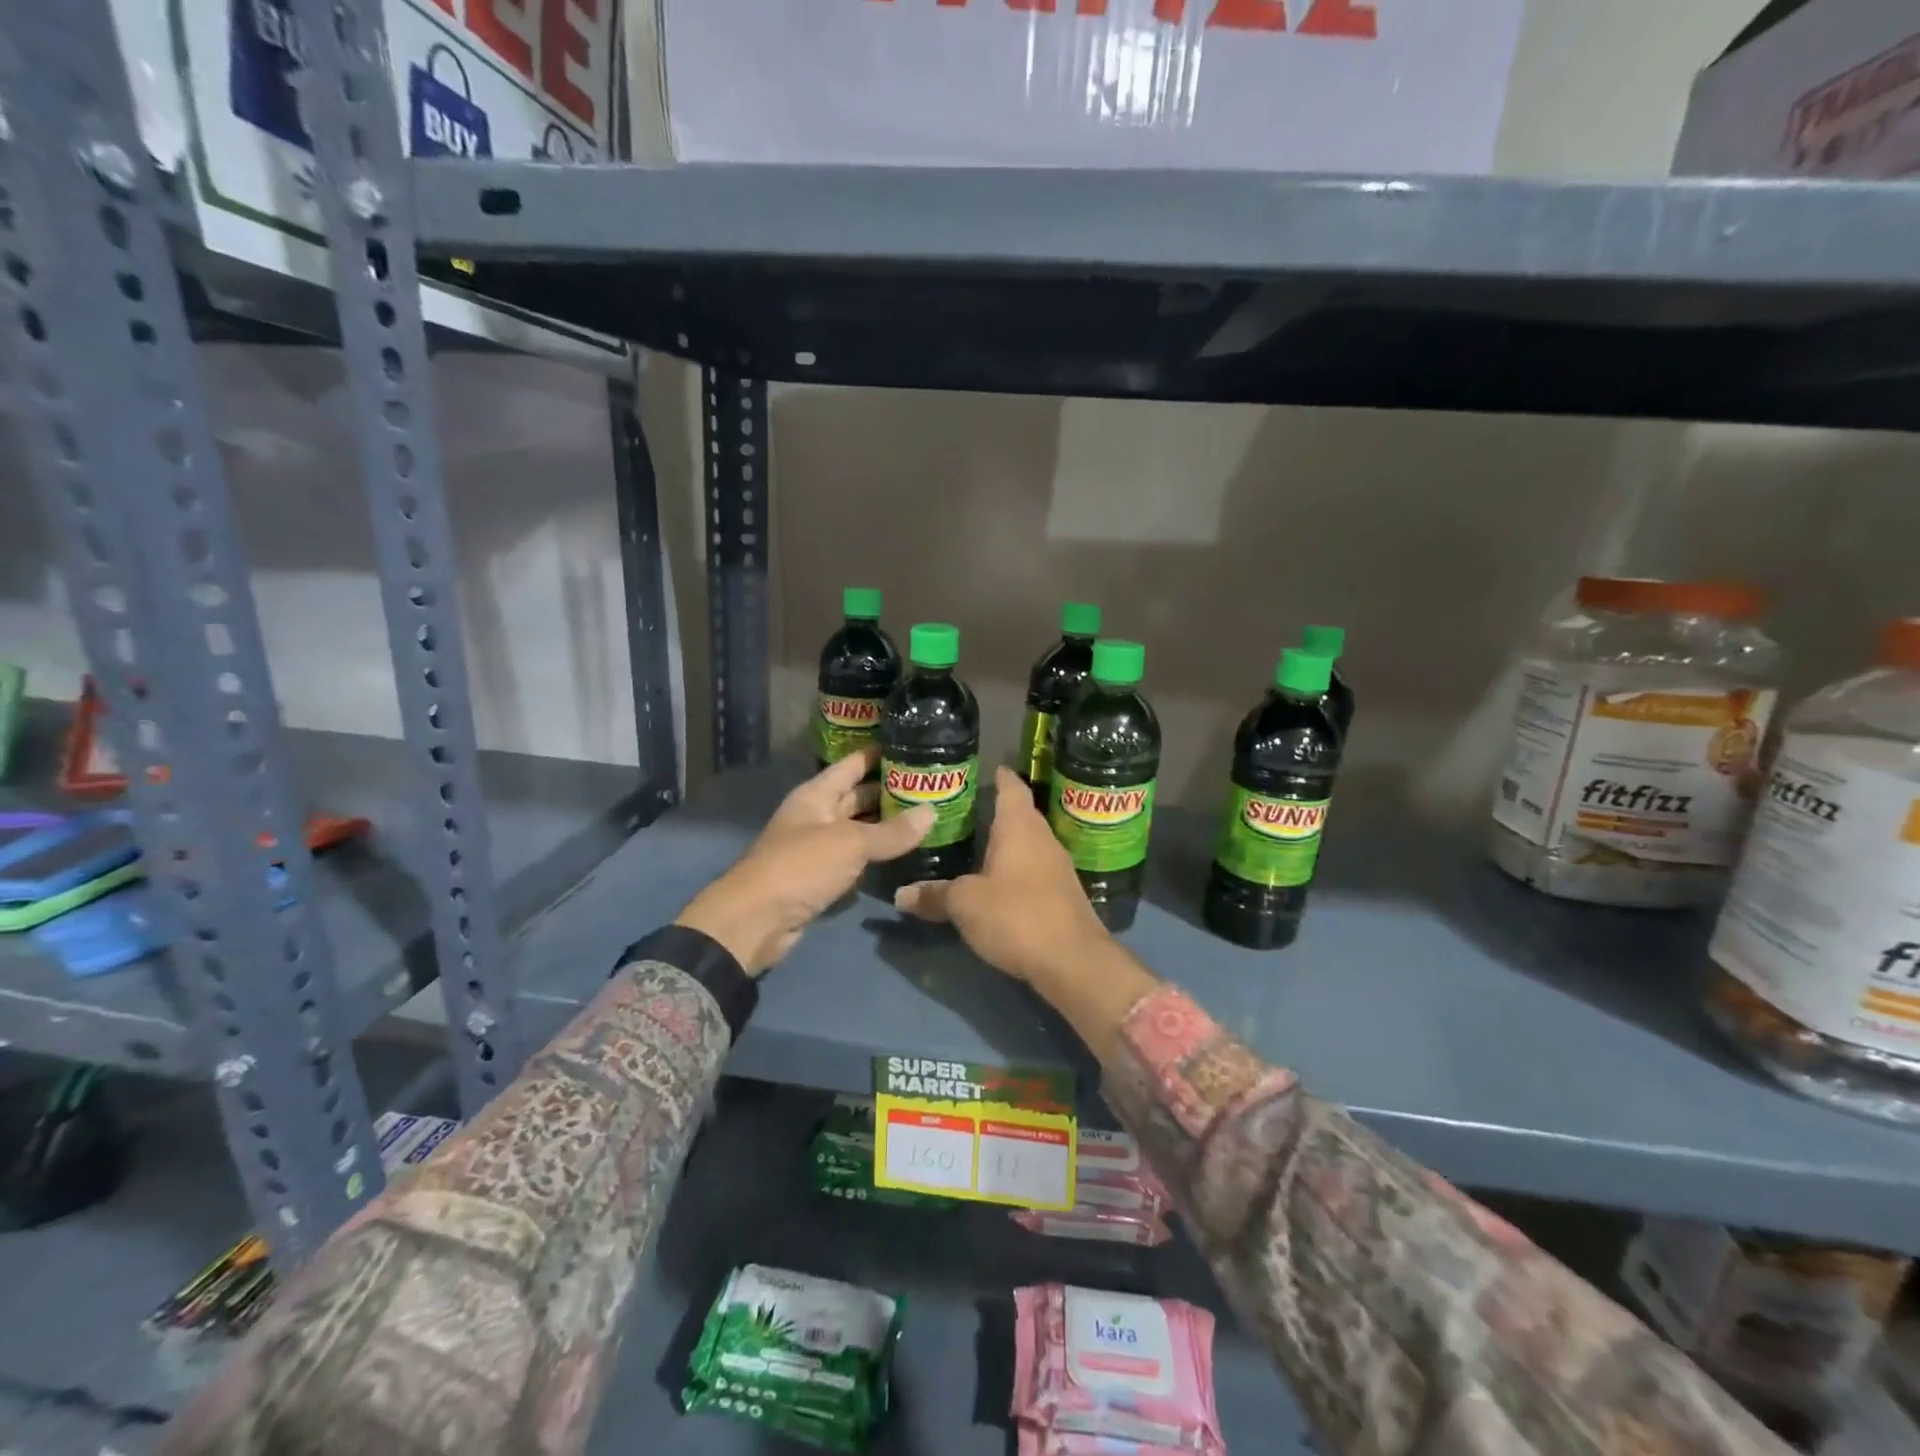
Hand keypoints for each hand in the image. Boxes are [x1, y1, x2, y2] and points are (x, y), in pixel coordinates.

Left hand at [675, 749, 932, 975]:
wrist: (755, 921)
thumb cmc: (800, 867)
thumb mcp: (850, 843)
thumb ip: (892, 831)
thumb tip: (931, 812)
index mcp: (816, 795)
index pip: (853, 764)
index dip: (879, 754)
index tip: (914, 746)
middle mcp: (817, 815)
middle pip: (857, 796)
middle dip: (890, 791)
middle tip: (932, 787)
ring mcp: (818, 848)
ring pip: (859, 829)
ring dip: (887, 825)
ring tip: (927, 817)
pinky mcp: (821, 878)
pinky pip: (855, 859)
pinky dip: (877, 855)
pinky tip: (905, 853)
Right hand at [893, 766, 1110, 986]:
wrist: (1073, 961)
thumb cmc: (1016, 915)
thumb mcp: (965, 904)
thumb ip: (934, 895)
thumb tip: (900, 894)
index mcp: (1020, 827)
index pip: (1011, 787)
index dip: (998, 775)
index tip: (984, 768)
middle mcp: (1043, 838)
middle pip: (1020, 814)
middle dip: (996, 810)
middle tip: (964, 809)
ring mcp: (1057, 867)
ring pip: (1028, 843)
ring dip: (1007, 842)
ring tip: (976, 843)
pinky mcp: (1062, 894)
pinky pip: (1034, 868)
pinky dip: (1015, 868)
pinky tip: (998, 881)